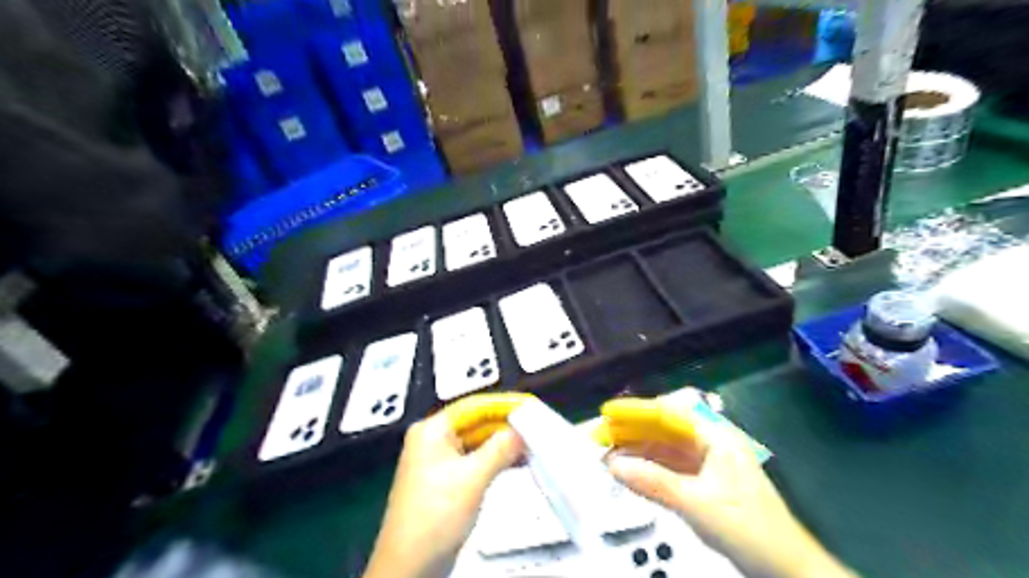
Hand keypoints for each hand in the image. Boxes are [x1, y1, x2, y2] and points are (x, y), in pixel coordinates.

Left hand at [363, 394, 530, 577]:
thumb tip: (523, 430)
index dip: (504, 405)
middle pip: (476, 422)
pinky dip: (496, 460)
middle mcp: (434, 440)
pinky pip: (476, 459)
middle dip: (506, 426)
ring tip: (533, 444)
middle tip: (537, 426)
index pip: (474, 406)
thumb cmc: (436, 516)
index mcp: (432, 431)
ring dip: (503, 444)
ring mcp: (440, 461)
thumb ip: (500, 449)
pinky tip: (518, 462)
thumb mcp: (472, 479)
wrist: (410, 567)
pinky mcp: (448, 480)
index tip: (531, 405)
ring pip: (478, 442)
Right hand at [604, 397, 853, 577]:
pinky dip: (650, 468)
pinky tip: (630, 471)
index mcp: (715, 437)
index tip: (607, 414)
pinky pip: (671, 467)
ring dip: (638, 450)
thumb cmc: (746, 528)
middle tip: (600, 437)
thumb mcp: (696, 503)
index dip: (635, 411)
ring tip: (608, 455)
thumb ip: (652, 482)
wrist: (785, 567)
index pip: (668, 413)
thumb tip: (612, 465)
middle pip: (664, 428)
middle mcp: (711, 443)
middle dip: (631, 431)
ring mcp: (708, 462)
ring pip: (666, 448)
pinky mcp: (705, 481)